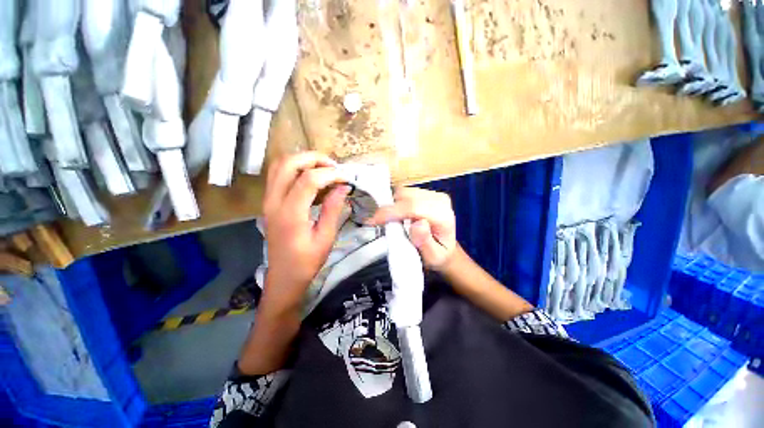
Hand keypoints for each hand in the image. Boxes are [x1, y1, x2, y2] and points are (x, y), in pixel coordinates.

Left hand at [262, 152, 349, 309]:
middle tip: (334, 167)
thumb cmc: (307, 261)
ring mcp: (268, 200)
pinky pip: (279, 174)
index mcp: (290, 214)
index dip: (330, 174)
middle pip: (288, 163)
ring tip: (324, 169)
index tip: (346, 178)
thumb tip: (343, 186)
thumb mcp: (326, 237)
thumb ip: (333, 209)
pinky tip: (313, 179)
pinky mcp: (269, 201)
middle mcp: (274, 201)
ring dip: (303, 160)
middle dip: (314, 158)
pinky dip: (296, 169)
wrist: (283, 276)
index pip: (308, 179)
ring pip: (280, 165)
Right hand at [367, 187, 457, 269]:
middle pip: (407, 195)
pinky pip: (405, 193)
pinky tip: (398, 215)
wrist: (446, 248)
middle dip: (390, 208)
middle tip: (380, 223)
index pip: (413, 207)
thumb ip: (425, 242)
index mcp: (443, 216)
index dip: (391, 212)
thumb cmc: (438, 255)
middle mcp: (440, 200)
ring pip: (404, 191)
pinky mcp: (427, 193)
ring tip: (391, 221)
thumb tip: (418, 224)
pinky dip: (397, 202)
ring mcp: (433, 194)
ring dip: (393, 205)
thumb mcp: (433, 257)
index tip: (374, 220)